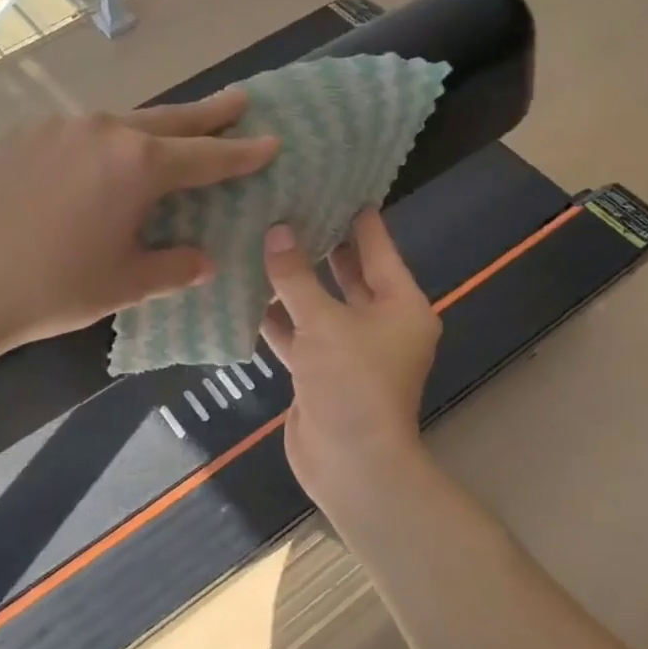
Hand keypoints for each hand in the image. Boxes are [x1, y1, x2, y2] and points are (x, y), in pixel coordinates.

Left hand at [0, 89, 277, 351]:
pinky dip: (99, 143)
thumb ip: (174, 267)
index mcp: (137, 165)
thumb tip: (202, 259)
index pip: (205, 157)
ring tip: (169, 135)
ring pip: (119, 123)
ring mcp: (57, 125)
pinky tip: (96, 161)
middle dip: (207, 115)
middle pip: (168, 120)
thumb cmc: (54, 289)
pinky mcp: (21, 133)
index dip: (241, 152)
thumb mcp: (126, 284)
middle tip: (240, 100)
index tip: (271, 140)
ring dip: (150, 130)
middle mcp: (102, 130)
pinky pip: (76, 132)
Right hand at [261, 208, 438, 501]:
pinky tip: (246, 293)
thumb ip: (296, 276)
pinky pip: (299, 333)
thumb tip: (276, 230)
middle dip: (320, 244)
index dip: (358, 217)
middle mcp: (380, 323)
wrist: (350, 464)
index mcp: (400, 305)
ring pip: (318, 304)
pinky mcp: (321, 371)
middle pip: (348, 274)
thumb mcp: (324, 322)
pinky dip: (277, 318)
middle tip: (290, 206)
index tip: (337, 184)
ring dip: (293, 281)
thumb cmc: (352, 383)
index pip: (378, 248)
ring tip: (261, 240)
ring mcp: (349, 349)